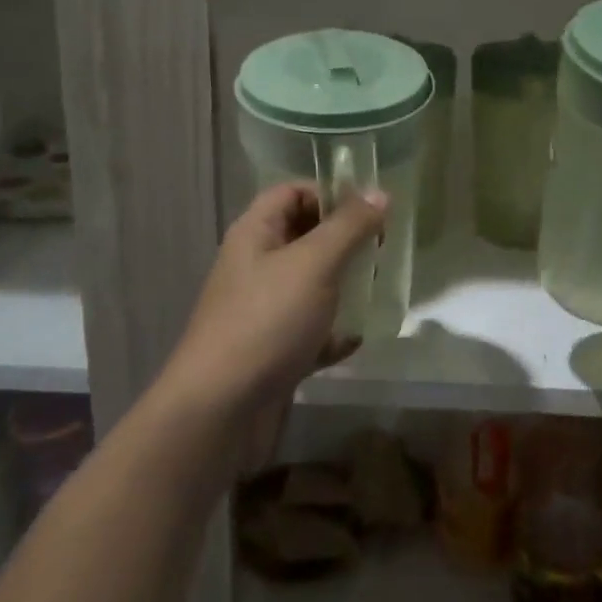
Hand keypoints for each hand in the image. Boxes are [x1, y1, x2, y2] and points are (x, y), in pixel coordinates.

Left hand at [168, 182, 386, 418]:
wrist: (221, 409)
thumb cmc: (267, 320)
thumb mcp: (314, 264)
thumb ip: (349, 227)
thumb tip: (380, 193)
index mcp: (255, 234)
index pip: (291, 192)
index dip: (329, 193)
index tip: (370, 210)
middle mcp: (255, 266)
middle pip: (302, 237)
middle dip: (342, 240)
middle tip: (380, 250)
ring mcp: (262, 311)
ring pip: (309, 285)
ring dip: (341, 286)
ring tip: (375, 288)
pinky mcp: (272, 351)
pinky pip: (309, 331)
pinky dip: (332, 333)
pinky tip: (355, 339)